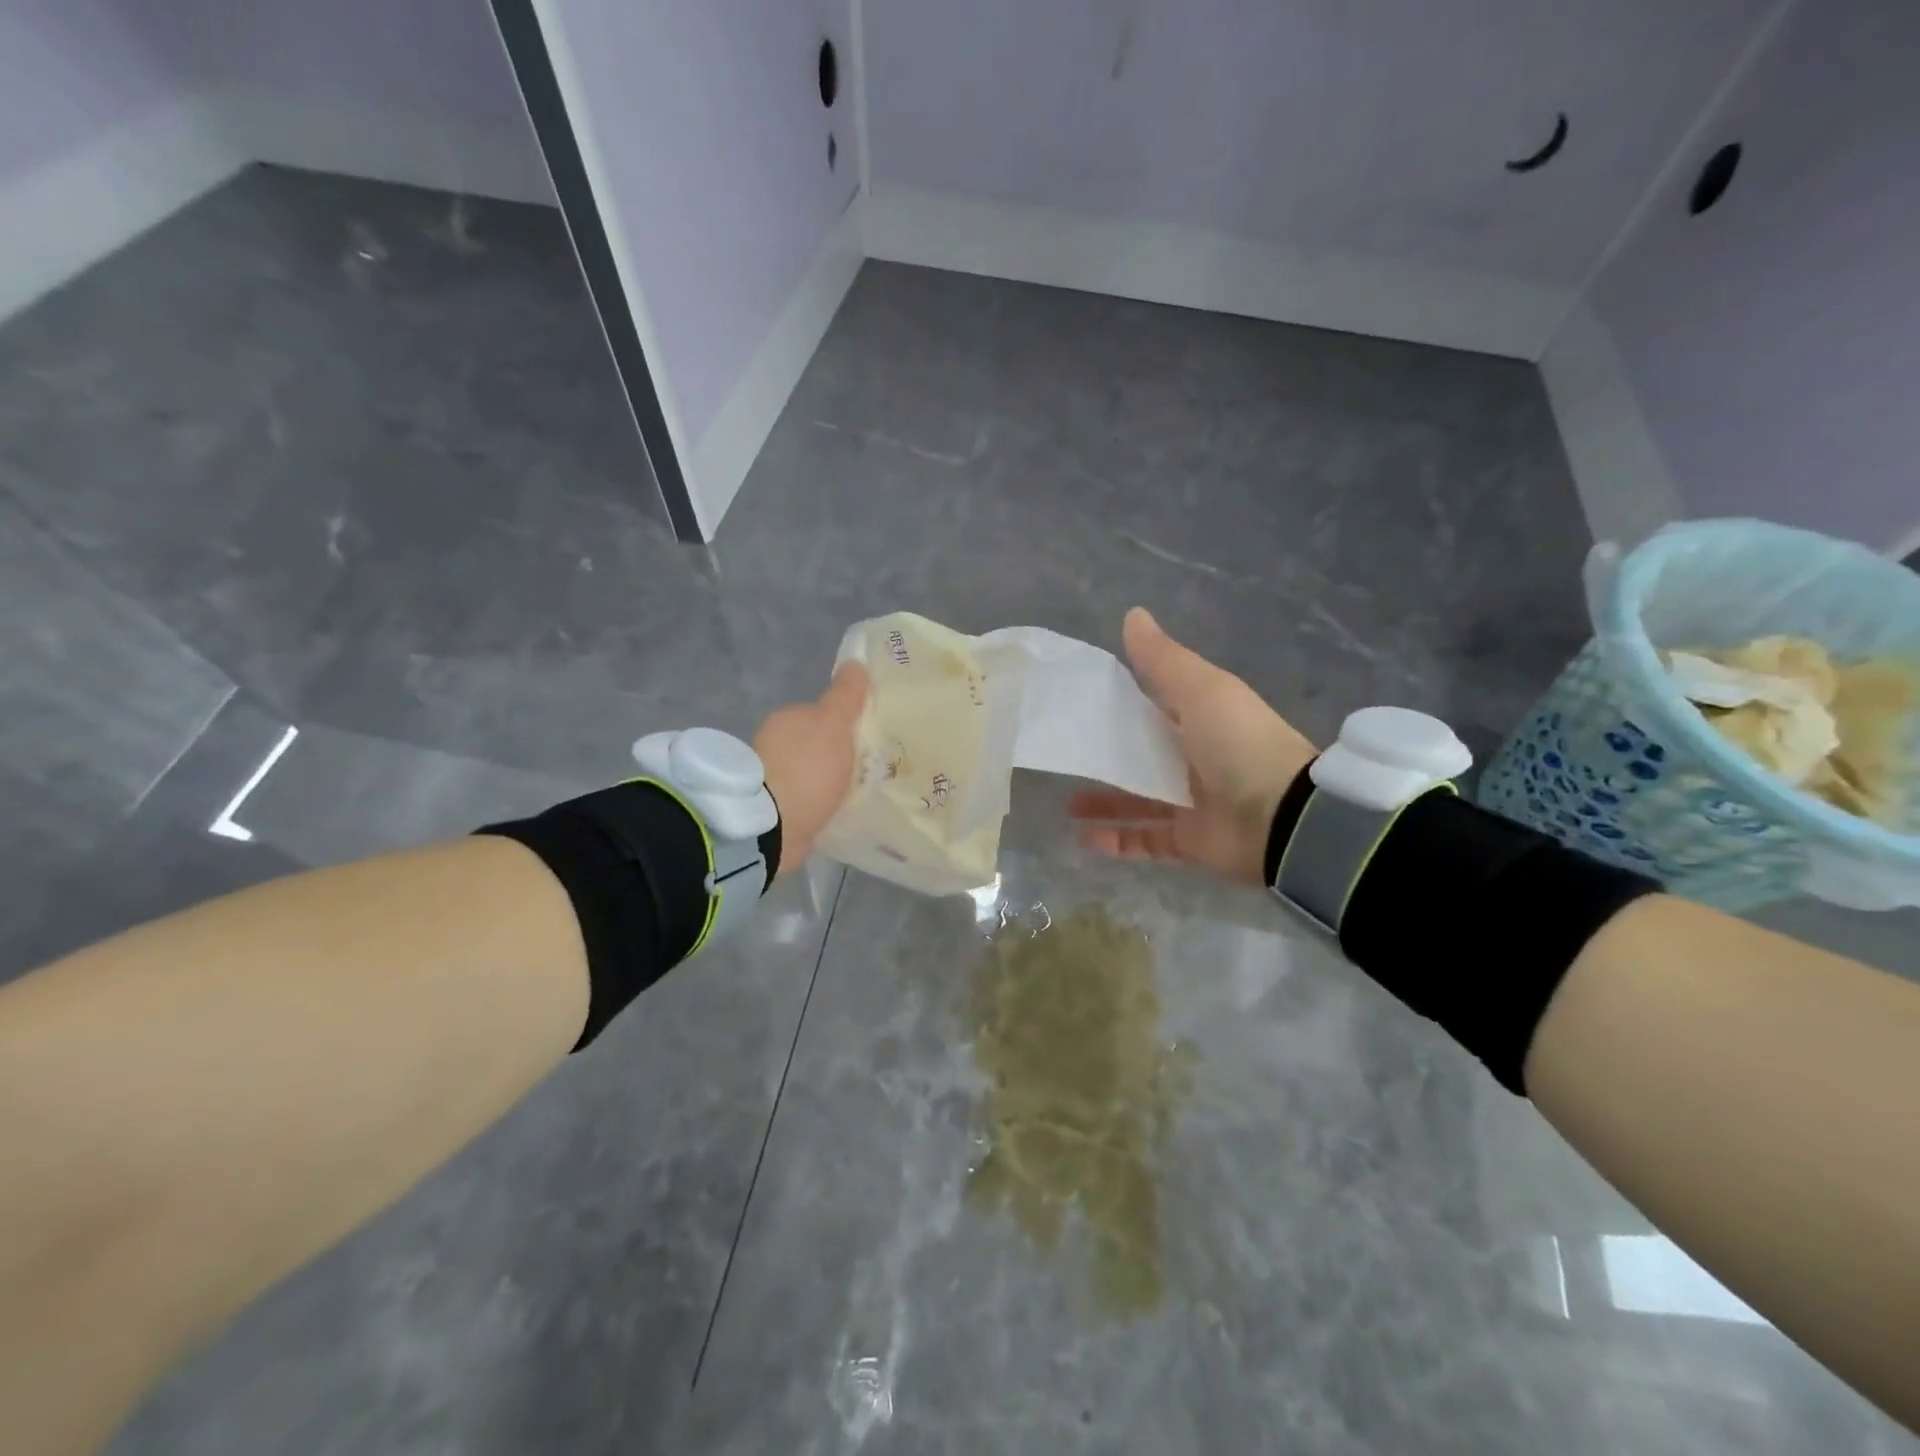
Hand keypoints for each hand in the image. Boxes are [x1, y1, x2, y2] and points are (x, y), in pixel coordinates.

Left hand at [754, 663, 869, 875]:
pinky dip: (821, 802)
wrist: (772, 826)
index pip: (822, 714)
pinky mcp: (775, 811)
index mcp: (788, 719)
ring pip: (812, 773)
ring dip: (830, 780)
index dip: (846, 723)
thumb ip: (846, 695)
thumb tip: (856, 662)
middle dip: (839, 754)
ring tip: (861, 792)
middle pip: (818, 744)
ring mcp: (772, 779)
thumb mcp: (835, 724)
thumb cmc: (807, 768)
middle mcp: (775, 744)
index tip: (870, 737)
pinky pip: (807, 799)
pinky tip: (839, 811)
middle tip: (872, 767)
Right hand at [1070, 608, 1316, 884]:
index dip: (1120, 705)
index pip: (1153, 708)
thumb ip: (1162, 658)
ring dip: (1105, 803)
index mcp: (1200, 719)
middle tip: (1066, 757)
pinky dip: (1117, 841)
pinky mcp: (1190, 841)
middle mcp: (1195, 760)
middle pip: (1142, 757)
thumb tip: (1132, 613)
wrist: (1281, 815)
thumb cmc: (1238, 742)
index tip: (1079, 704)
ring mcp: (1192, 803)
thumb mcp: (1200, 688)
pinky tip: (1084, 839)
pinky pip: (1146, 841)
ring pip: (1138, 802)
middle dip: (1106, 758)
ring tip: (1067, 804)